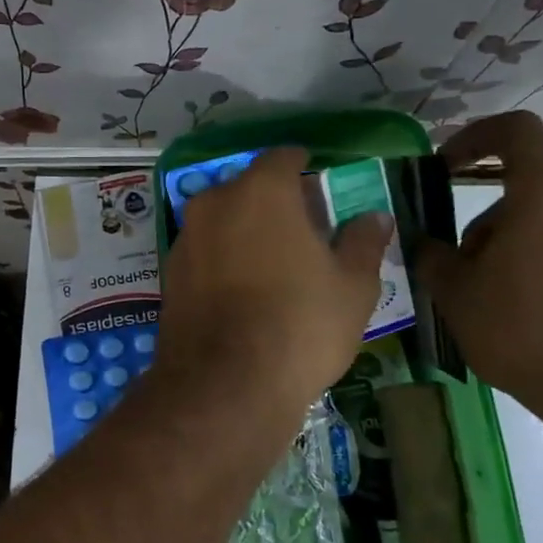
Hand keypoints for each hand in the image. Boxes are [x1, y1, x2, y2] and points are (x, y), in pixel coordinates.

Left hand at [153, 148, 392, 418]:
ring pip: (222, 220)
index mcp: (260, 190)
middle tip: (304, 233)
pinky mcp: (168, 273)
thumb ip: (363, 242)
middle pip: (249, 188)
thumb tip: (374, 217)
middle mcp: (214, 202)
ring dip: (245, 231)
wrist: (223, 384)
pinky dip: (222, 259)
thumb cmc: (300, 325)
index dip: (304, 168)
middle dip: (274, 203)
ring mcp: (185, 238)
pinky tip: (242, 292)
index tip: (319, 187)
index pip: (284, 158)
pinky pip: (204, 252)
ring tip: (273, 266)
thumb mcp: (352, 285)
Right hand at [415, 113, 542, 426]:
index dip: (475, 138)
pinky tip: (536, 313)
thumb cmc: (526, 331)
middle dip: (490, 220)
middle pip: (531, 189)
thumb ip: (434, 256)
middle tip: (464, 267)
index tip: (446, 165)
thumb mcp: (455, 294)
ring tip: (498, 298)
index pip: (516, 132)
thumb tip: (427, 242)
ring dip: (520, 245)